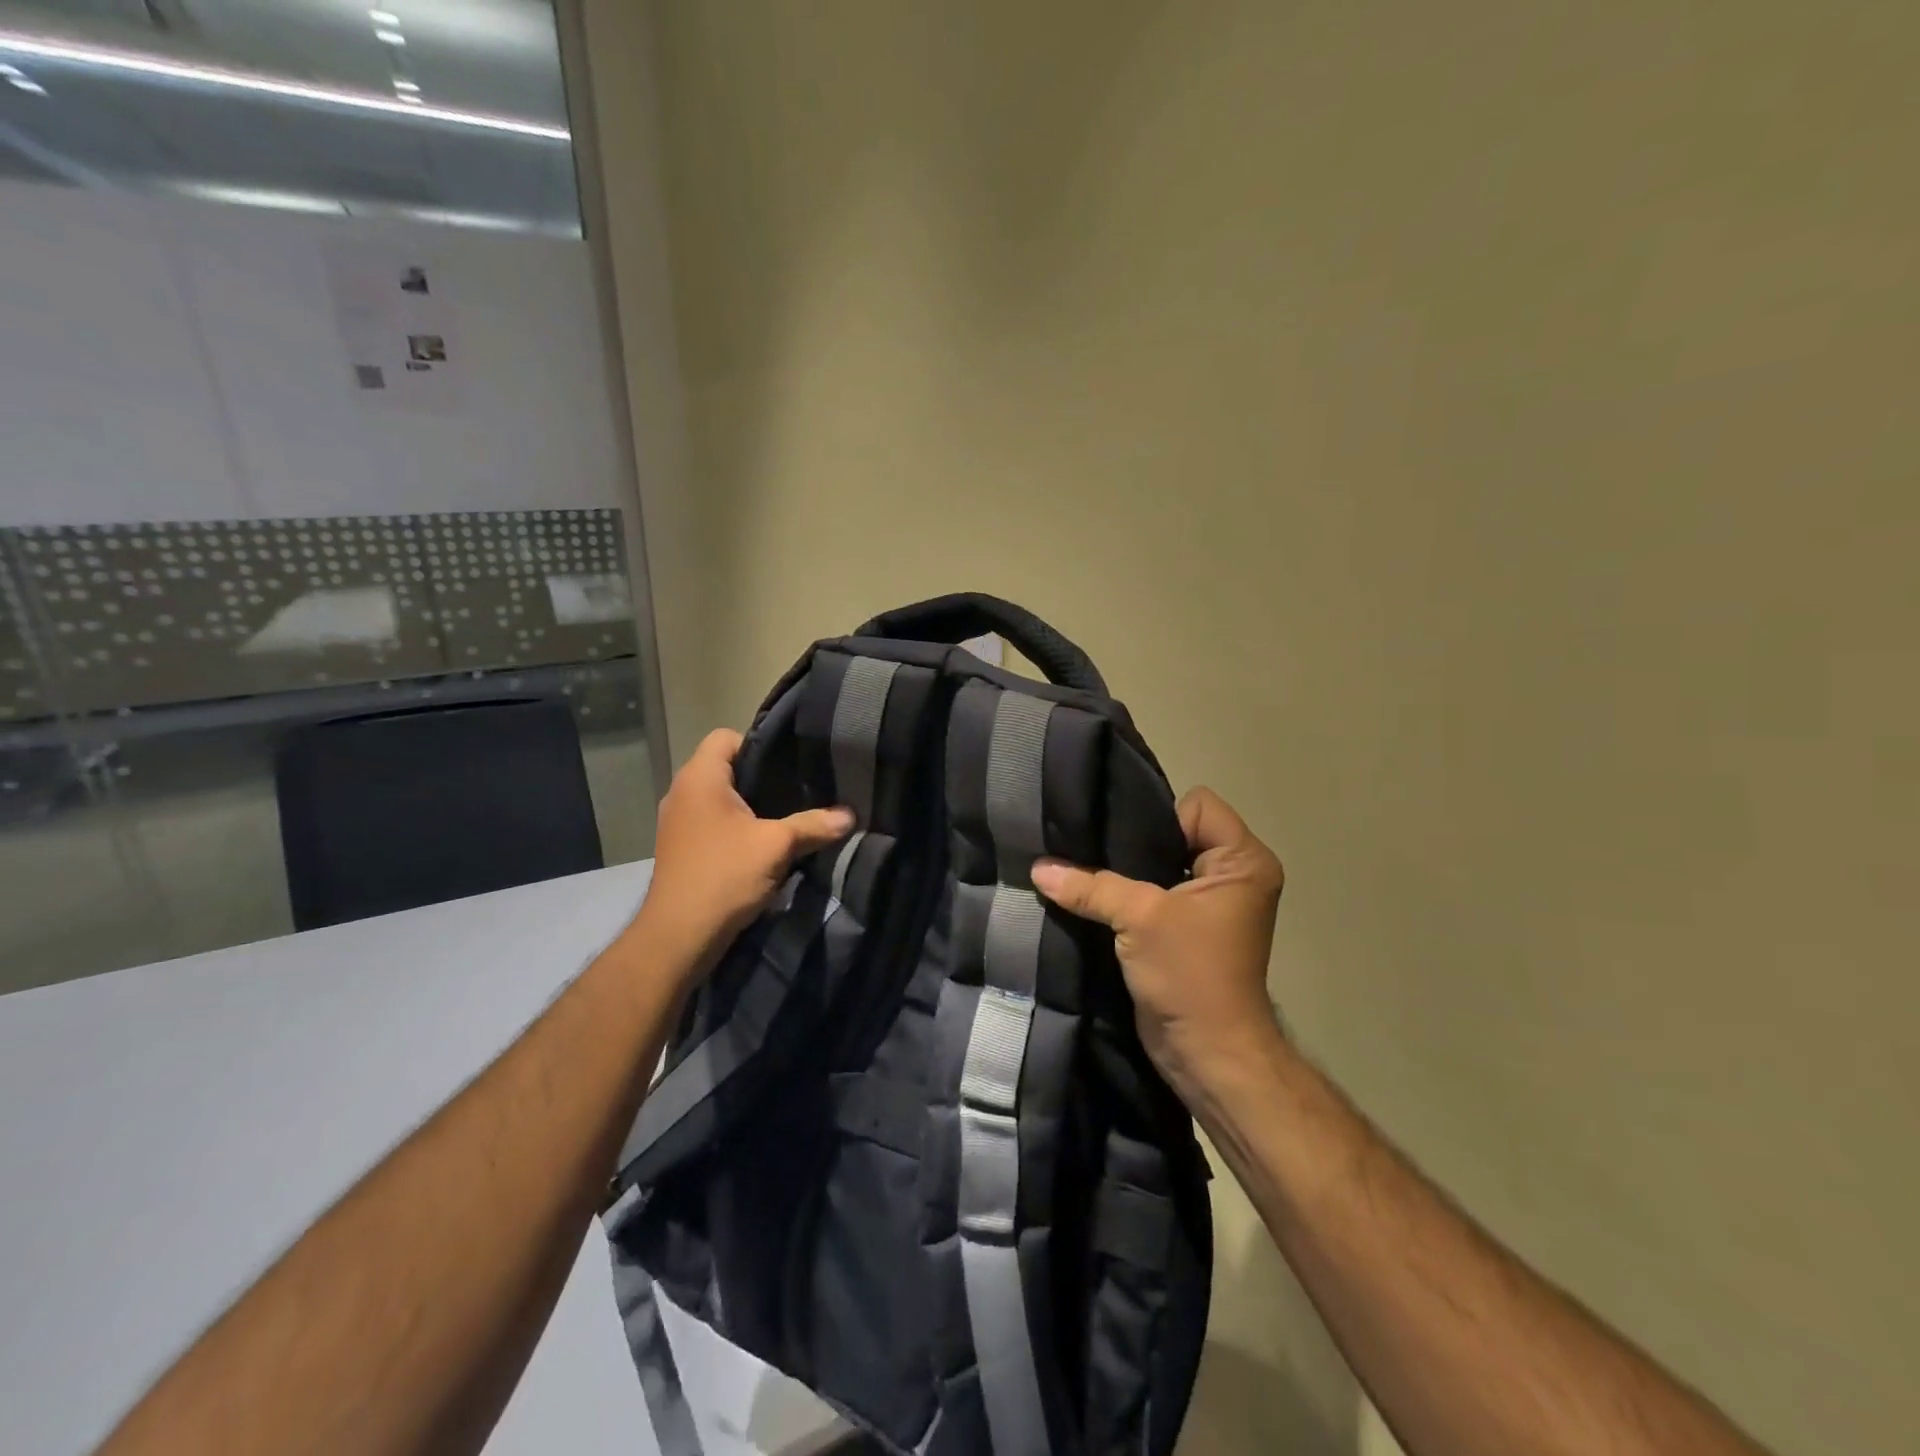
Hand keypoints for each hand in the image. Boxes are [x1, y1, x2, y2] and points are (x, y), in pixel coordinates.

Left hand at [630, 729, 854, 976]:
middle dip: (762, 778)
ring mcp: (678, 821)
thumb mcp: (777, 846)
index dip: (760, 744)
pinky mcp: (681, 847)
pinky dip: (737, 827)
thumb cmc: (724, 876)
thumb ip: (815, 824)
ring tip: (786, 817)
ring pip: (721, 797)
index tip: (790, 766)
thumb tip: (851, 815)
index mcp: (700, 778)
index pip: (727, 736)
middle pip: (726, 766)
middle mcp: (682, 791)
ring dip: (751, 806)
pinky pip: (714, 821)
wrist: (679, 937)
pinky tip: (763, 845)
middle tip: (799, 790)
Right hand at [1030, 787, 1284, 1106]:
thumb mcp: (1140, 918)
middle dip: (1133, 842)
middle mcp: (1232, 876)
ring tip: (1083, 871)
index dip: (1160, 819)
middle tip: (1089, 848)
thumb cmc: (1190, 974)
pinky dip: (1125, 896)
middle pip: (1175, 832)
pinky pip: (1152, 894)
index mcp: (1243, 861)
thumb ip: (1090, 885)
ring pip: (1159, 865)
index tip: (1126, 845)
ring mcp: (1209, 904)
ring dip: (1125, 873)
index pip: (1197, 806)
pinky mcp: (1185, 929)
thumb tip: (1038, 868)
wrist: (1208, 1055)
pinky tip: (1090, 897)